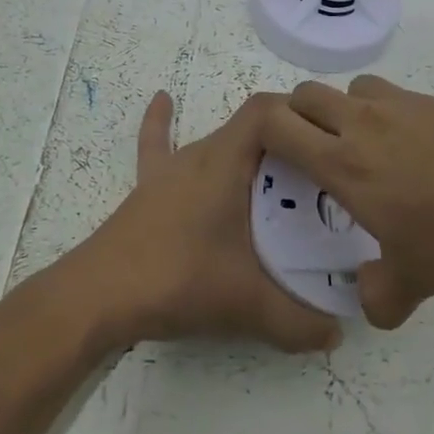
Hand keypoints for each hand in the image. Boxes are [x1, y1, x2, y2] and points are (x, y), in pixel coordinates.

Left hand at [63, 91, 342, 353]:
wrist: (96, 297)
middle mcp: (200, 154)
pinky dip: (162, 123)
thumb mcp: (247, 304)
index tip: (330, 139)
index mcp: (225, 161)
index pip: (268, 110)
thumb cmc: (177, 280)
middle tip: (321, 174)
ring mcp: (170, 171)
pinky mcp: (147, 190)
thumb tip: (337, 335)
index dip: (300, 113)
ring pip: (217, 143)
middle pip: (250, 127)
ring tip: (282, 171)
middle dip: (288, 142)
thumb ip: (298, 323)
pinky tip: (162, 99)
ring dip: (249, 150)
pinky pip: (158, 146)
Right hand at [261, 75, 433, 327]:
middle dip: (299, 115)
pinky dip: (390, 112)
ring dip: (346, 108)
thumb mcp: (412, 283)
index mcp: (344, 164)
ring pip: (353, 87)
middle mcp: (365, 124)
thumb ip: (377, 296)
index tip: (272, 153)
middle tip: (314, 149)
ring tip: (368, 144)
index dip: (263, 131)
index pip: (278, 124)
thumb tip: (366, 300)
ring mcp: (404, 105)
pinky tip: (419, 148)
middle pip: (307, 94)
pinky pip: (396, 95)